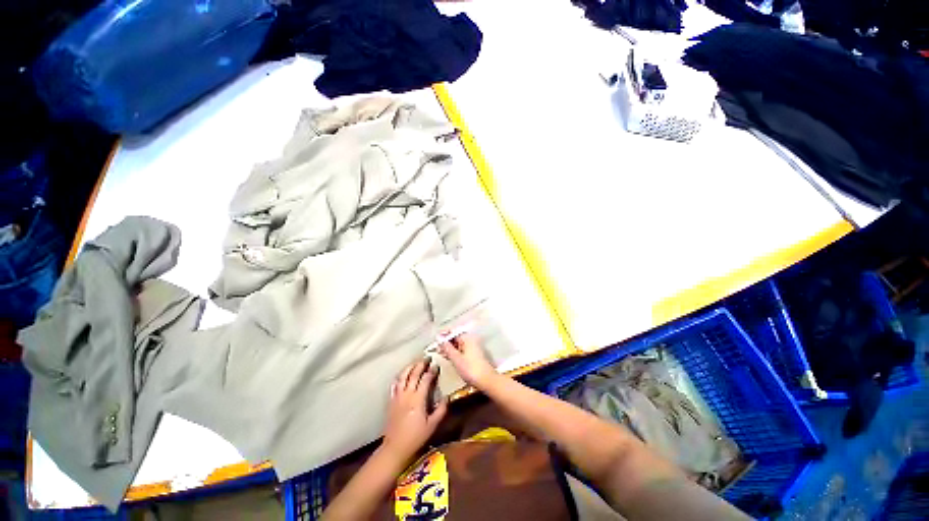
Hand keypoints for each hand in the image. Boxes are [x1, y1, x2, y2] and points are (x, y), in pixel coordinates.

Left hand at [381, 358, 447, 462]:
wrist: (395, 447)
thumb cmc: (416, 437)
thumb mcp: (432, 425)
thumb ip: (441, 410)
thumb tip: (447, 397)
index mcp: (418, 399)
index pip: (425, 379)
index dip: (431, 371)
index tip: (436, 365)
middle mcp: (407, 394)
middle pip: (413, 374)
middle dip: (421, 364)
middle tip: (427, 358)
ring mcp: (398, 396)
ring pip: (403, 376)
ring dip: (410, 367)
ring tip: (416, 362)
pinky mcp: (391, 400)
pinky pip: (395, 384)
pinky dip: (400, 376)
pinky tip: (403, 375)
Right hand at [437, 333, 497, 388]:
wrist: (486, 381)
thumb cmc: (471, 369)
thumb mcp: (456, 358)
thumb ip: (446, 347)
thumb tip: (439, 339)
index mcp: (467, 338)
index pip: (453, 331)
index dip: (443, 335)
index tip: (435, 340)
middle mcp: (470, 340)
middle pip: (456, 337)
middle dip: (446, 342)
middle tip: (436, 348)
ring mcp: (473, 347)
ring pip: (458, 344)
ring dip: (449, 348)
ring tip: (441, 353)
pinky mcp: (474, 355)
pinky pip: (462, 350)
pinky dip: (455, 352)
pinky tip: (450, 358)